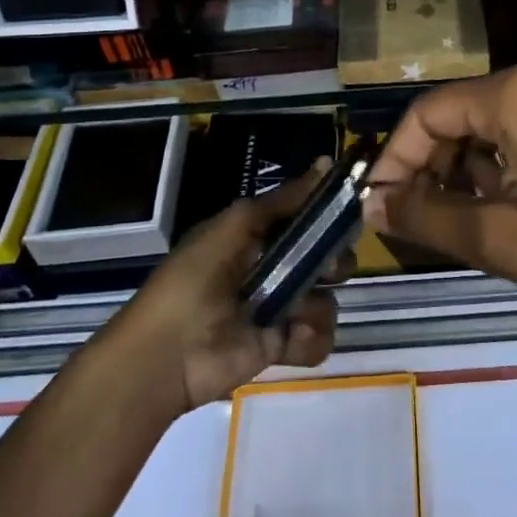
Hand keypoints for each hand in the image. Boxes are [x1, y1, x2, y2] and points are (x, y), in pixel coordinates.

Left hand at [117, 162, 345, 415]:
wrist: (167, 355)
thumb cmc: (196, 279)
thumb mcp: (236, 225)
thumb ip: (283, 200)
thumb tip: (326, 162)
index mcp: (258, 236)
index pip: (306, 218)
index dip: (328, 213)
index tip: (350, 209)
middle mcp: (273, 269)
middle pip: (326, 258)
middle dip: (335, 260)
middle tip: (329, 268)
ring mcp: (279, 309)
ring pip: (326, 299)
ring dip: (317, 306)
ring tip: (293, 315)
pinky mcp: (282, 346)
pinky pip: (319, 337)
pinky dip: (310, 339)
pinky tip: (288, 339)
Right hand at [363, 61, 516, 347]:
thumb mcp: (507, 241)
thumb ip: (430, 217)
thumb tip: (376, 204)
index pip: (428, 112)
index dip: (395, 160)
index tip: (378, 208)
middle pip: (461, 113)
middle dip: (432, 167)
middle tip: (417, 222)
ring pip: (495, 123)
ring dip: (468, 169)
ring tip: (463, 223)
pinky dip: (505, 164)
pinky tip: (508, 208)